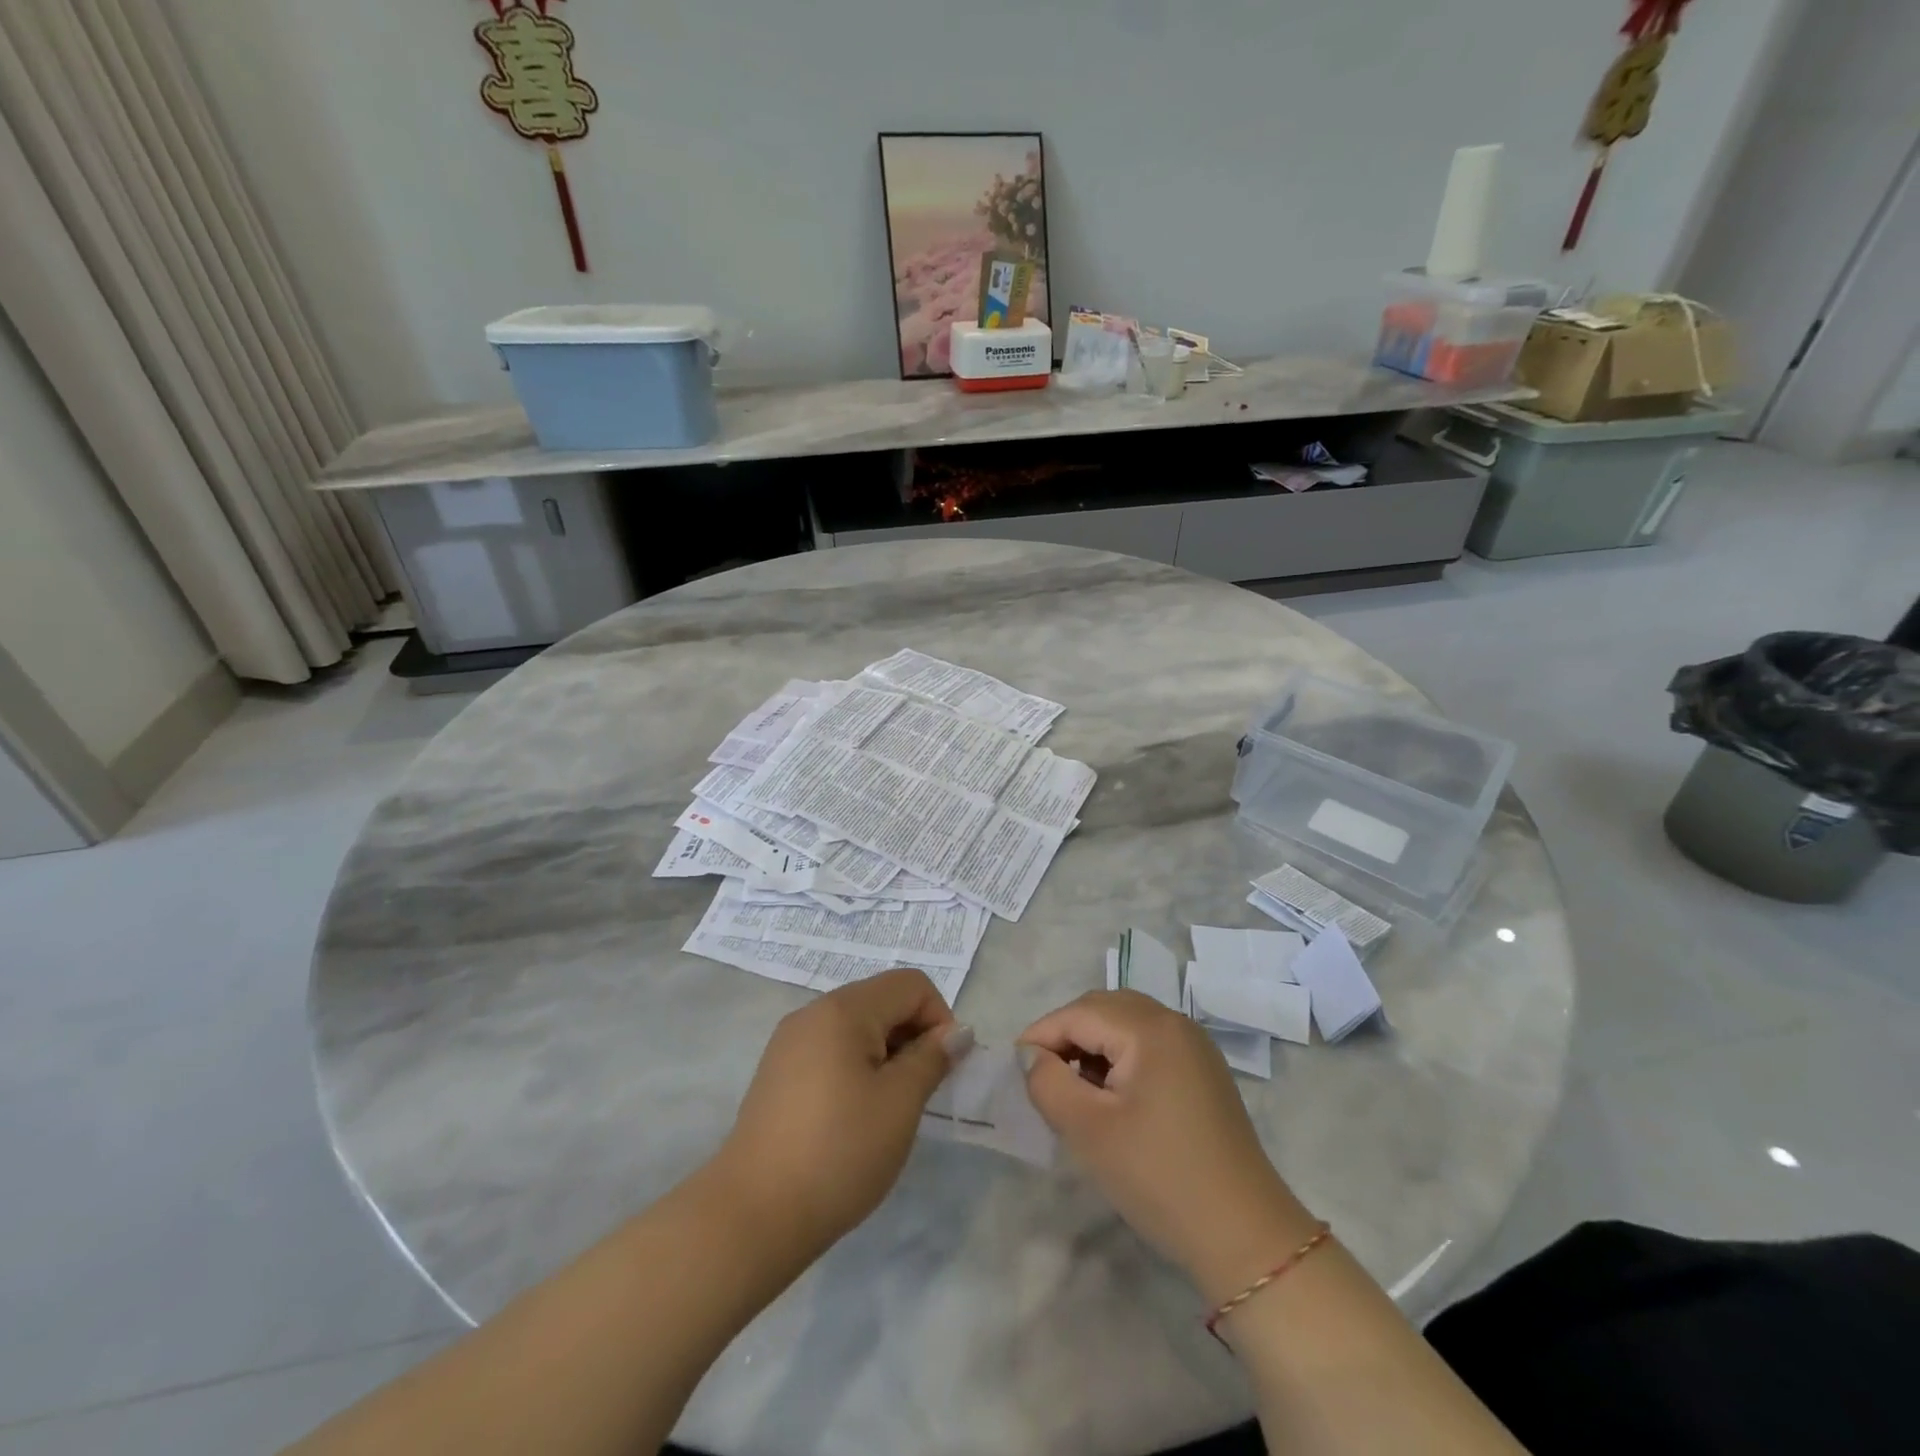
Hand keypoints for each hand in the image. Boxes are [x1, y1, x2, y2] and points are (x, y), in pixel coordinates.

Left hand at [714, 969, 963, 1259]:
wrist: (753, 1215)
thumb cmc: (838, 1152)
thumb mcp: (900, 1103)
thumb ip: (932, 1057)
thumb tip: (957, 1032)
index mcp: (844, 1009)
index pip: (911, 984)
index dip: (939, 1018)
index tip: (942, 1069)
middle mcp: (813, 1013)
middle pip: (882, 1000)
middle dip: (913, 1036)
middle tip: (919, 1093)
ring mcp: (790, 1042)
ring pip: (857, 1027)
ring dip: (886, 1055)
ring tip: (888, 1109)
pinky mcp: (778, 1073)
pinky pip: (831, 1050)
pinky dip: (856, 1069)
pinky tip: (854, 1117)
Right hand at [1018, 991, 1314, 1300]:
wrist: (1245, 1237)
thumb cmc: (1159, 1177)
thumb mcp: (1088, 1130)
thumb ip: (1048, 1082)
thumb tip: (1030, 1057)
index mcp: (1150, 1028)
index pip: (1079, 1013)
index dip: (1041, 1035)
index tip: (1014, 1068)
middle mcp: (1175, 1023)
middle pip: (1104, 1008)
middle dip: (1067, 1034)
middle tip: (1042, 1075)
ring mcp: (1195, 1047)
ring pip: (1127, 1024)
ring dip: (1093, 1044)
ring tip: (1073, 1087)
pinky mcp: (1205, 1073)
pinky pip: (1150, 1044)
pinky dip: (1121, 1057)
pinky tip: (1111, 1095)